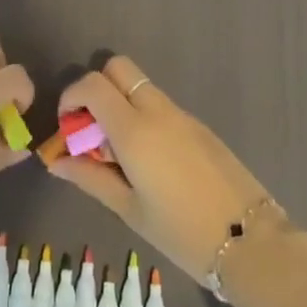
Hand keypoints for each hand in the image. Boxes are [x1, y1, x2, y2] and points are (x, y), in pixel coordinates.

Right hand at [47, 55, 276, 282]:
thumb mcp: (129, 210)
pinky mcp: (199, 125)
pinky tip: (149, 161)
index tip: (67, 125)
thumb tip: (56, 160)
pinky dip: (143, 117)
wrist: (249, 239)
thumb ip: (90, 178)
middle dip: (96, 87)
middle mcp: (157, 110)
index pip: (93, 84)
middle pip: (118, 67)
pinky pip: (161, 105)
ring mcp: (181, 114)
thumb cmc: (181, 232)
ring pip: (140, 86)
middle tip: (91, 129)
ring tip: (118, 153)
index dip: (71, 96)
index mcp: (135, 129)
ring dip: (120, 103)